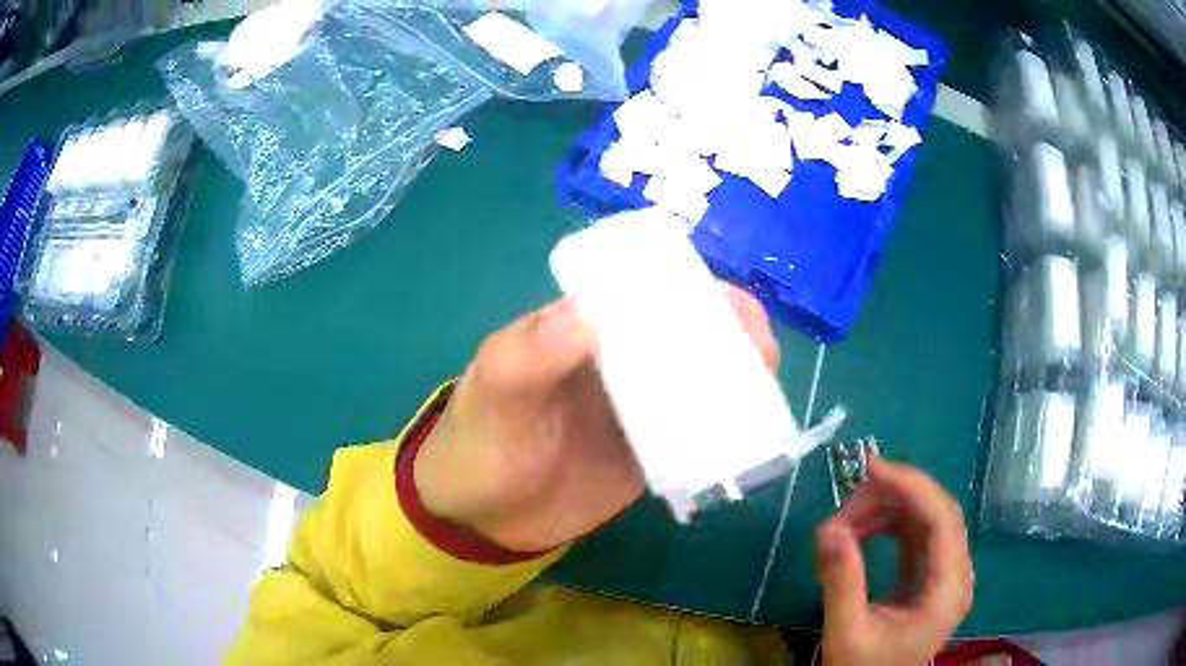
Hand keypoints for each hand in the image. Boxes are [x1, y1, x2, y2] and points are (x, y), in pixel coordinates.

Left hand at [414, 285, 780, 552]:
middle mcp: (618, 358)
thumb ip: (532, 352)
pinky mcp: (651, 451)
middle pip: (685, 331)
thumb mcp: (495, 391)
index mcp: (584, 327)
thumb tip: (588, 310)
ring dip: (737, 376)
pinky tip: (751, 431)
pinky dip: (726, 425)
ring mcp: (639, 406)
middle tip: (762, 353)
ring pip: (700, 377)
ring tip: (766, 387)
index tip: (729, 307)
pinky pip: (696, 430)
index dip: (690, 290)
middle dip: (730, 332)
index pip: (644, 291)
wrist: (483, 518)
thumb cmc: (480, 443)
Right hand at [816, 458, 973, 665]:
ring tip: (848, 520)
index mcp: (948, 591)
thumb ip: (841, 583)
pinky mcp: (932, 577)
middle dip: (896, 496)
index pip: (943, 520)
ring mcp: (947, 575)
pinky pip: (918, 536)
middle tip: (850, 497)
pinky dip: (890, 526)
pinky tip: (863, 530)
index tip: (871, 469)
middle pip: (939, 513)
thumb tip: (829, 528)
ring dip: (890, 510)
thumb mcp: (846, 633)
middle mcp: (957, 575)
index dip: (912, 486)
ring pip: (928, 520)